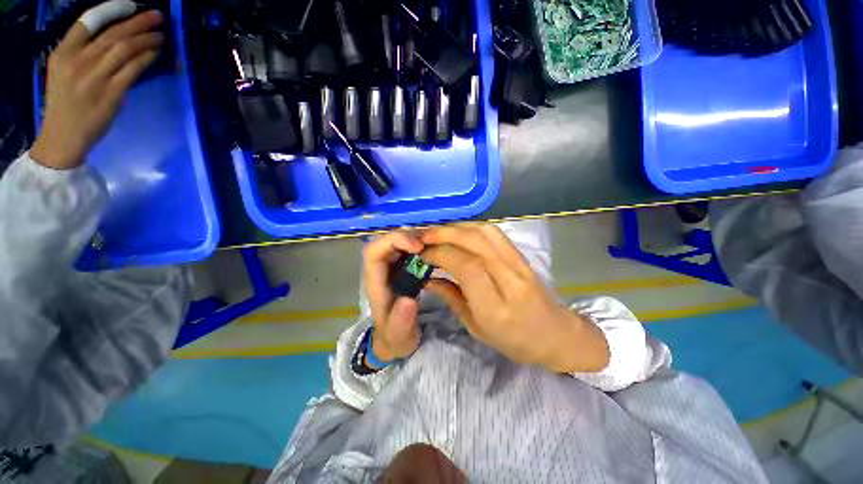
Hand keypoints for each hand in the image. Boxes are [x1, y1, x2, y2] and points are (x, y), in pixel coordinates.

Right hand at [30, 11, 164, 169]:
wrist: (63, 138)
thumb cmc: (65, 104)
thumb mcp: (65, 72)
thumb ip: (86, 55)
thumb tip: (119, 40)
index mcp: (62, 53)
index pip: (87, 22)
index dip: (112, 10)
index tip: (131, 5)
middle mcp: (77, 62)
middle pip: (112, 33)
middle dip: (137, 22)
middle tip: (157, 16)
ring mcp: (94, 78)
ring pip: (124, 49)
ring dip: (146, 39)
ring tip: (161, 34)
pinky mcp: (110, 94)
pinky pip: (132, 70)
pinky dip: (146, 58)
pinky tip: (156, 52)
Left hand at [363, 231, 424, 362]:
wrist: (395, 340)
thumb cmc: (394, 337)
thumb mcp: (398, 336)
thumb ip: (401, 322)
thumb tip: (409, 300)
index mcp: (375, 282)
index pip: (374, 252)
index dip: (393, 242)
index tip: (418, 247)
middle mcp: (380, 270)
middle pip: (386, 242)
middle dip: (407, 237)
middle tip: (431, 243)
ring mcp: (391, 268)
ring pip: (398, 243)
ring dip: (415, 239)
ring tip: (435, 244)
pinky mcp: (402, 269)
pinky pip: (408, 250)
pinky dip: (420, 246)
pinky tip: (434, 250)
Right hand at [421, 224, 609, 372]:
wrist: (556, 334)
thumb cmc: (514, 340)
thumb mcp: (476, 328)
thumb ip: (451, 299)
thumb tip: (427, 279)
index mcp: (495, 307)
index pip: (466, 267)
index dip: (441, 254)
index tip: (423, 255)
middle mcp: (509, 280)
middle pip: (475, 243)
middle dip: (444, 234)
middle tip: (423, 237)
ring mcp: (518, 264)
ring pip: (485, 232)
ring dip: (457, 227)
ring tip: (437, 232)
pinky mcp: (521, 255)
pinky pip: (495, 233)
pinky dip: (472, 227)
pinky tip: (458, 232)